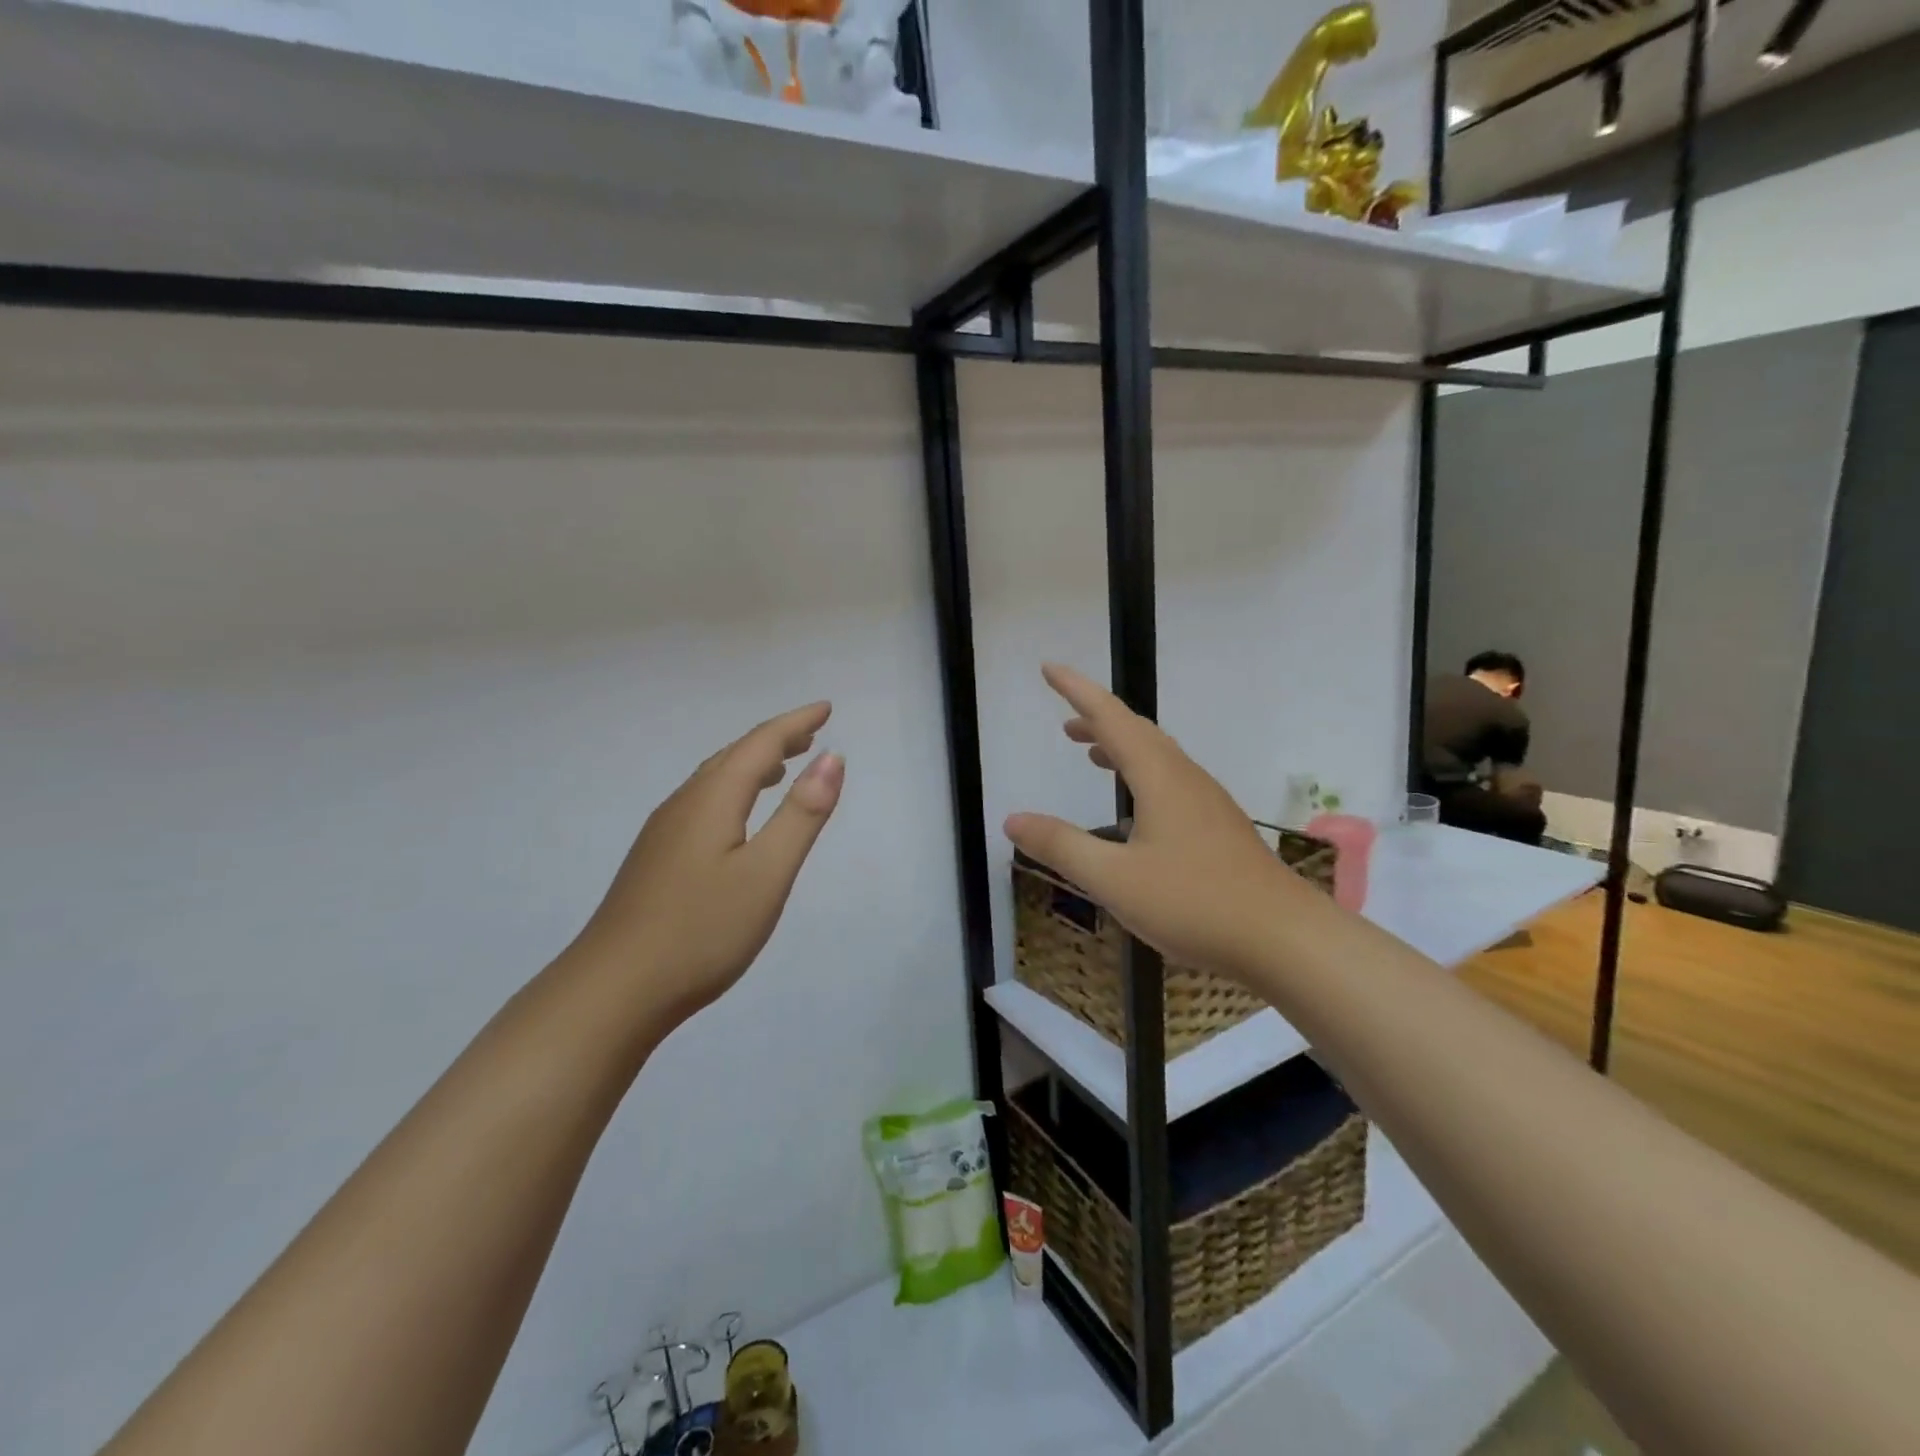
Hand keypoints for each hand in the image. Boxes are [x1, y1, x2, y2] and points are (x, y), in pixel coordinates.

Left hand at [574, 702, 843, 1026]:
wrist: (613, 991)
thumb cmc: (701, 931)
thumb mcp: (767, 873)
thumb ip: (802, 814)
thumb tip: (833, 757)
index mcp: (712, 800)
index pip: (760, 744)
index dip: (795, 723)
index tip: (826, 708)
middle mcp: (683, 804)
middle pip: (733, 756)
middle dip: (775, 739)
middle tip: (811, 733)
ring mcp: (663, 833)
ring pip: (714, 780)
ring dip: (752, 765)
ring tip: (782, 767)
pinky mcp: (656, 860)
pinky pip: (702, 804)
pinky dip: (732, 792)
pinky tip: (738, 817)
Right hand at [1005, 665, 1317, 981]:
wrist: (1284, 937)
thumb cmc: (1194, 902)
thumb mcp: (1114, 880)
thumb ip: (1061, 846)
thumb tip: (1012, 820)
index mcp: (1159, 777)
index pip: (1110, 718)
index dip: (1077, 691)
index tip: (1049, 669)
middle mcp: (1184, 778)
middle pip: (1137, 731)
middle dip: (1098, 719)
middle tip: (1066, 722)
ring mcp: (1207, 802)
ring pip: (1158, 756)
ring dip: (1122, 746)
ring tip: (1093, 753)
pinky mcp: (1219, 826)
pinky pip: (1172, 780)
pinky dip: (1142, 773)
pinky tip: (1137, 808)